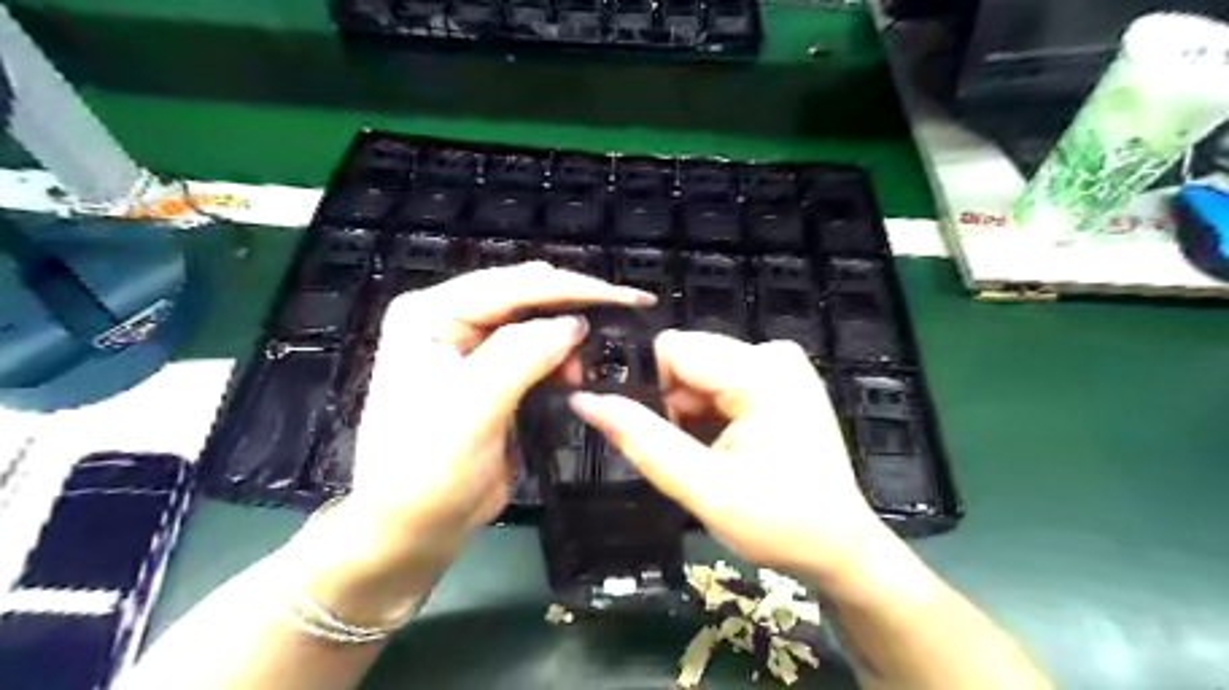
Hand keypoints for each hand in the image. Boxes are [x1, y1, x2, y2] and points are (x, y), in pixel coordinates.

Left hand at [297, 262, 651, 622]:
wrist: (409, 529)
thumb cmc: (427, 472)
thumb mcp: (472, 409)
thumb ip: (523, 356)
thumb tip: (575, 323)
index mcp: (432, 314)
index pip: (513, 285)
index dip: (574, 287)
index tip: (629, 298)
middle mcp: (449, 318)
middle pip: (525, 295)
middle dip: (573, 309)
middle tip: (621, 327)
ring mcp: (468, 345)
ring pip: (534, 321)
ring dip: (567, 339)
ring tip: (581, 373)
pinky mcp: (487, 372)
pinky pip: (533, 351)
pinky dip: (560, 359)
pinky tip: (572, 376)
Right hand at [567, 332, 893, 589]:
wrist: (841, 548)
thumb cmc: (782, 524)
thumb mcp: (705, 489)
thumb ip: (642, 441)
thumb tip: (584, 401)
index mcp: (762, 370)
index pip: (672, 350)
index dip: (647, 388)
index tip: (650, 435)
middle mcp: (772, 353)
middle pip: (685, 359)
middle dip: (670, 405)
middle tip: (684, 455)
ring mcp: (778, 366)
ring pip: (697, 373)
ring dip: (687, 413)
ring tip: (705, 457)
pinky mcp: (777, 381)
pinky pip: (717, 383)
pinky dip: (705, 414)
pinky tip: (720, 448)